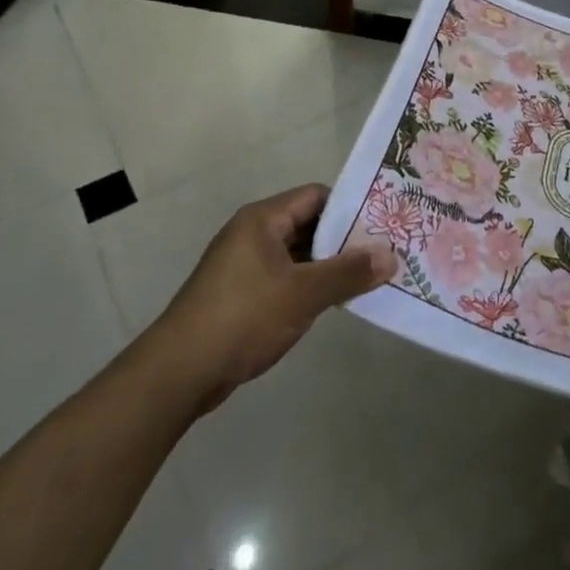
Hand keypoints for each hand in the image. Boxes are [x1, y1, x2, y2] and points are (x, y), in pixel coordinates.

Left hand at [153, 185, 396, 412]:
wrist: (178, 373)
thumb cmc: (243, 318)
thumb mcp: (303, 295)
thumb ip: (348, 273)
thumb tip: (391, 256)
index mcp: (263, 219)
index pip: (316, 196)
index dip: (349, 208)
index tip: (382, 225)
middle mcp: (252, 233)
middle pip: (307, 224)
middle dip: (343, 240)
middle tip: (382, 253)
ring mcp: (243, 265)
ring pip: (296, 254)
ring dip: (326, 265)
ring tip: (366, 278)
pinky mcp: (239, 294)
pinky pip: (283, 277)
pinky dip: (307, 285)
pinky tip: (331, 302)